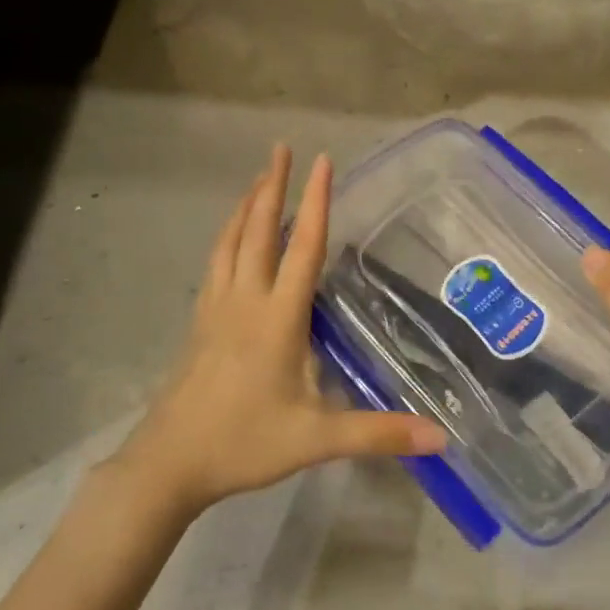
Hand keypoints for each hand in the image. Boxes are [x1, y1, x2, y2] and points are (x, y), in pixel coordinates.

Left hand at [114, 145, 445, 517]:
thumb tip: (440, 437)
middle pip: (258, 229)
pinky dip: (228, 235)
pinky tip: (232, 237)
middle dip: (272, 185)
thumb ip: (378, 434)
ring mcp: (216, 307)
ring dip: (246, 205)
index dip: (315, 201)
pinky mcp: (199, 321)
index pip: (302, 247)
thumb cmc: (244, 443)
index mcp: (277, 317)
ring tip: (259, 179)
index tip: (322, 160)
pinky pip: (216, 262)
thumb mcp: (316, 439)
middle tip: (281, 147)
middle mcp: (245, 299)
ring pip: (230, 241)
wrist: (169, 462)